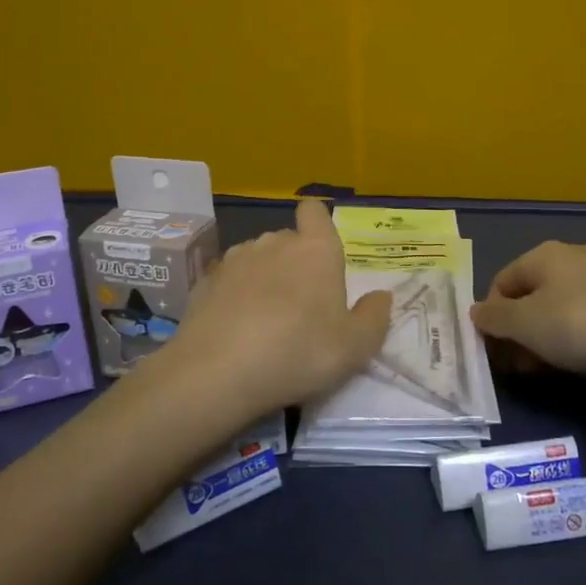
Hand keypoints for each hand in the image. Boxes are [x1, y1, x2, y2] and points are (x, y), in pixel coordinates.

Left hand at [167, 198, 391, 417]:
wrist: (217, 372)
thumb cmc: (299, 352)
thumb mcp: (355, 346)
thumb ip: (374, 317)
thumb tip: (381, 296)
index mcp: (316, 249)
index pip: (315, 211)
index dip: (318, 223)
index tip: (322, 251)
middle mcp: (275, 242)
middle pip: (289, 239)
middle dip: (296, 262)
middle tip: (303, 306)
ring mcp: (235, 259)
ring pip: (257, 258)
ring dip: (265, 278)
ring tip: (266, 320)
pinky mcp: (205, 282)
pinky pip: (229, 281)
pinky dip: (235, 296)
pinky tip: (236, 329)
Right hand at [471, 241, 585, 375]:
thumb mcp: (529, 325)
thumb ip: (497, 320)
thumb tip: (476, 313)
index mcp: (541, 256)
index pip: (500, 284)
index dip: (493, 320)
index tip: (501, 355)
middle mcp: (572, 255)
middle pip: (533, 295)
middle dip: (525, 332)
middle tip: (530, 367)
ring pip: (565, 305)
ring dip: (554, 337)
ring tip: (563, 367)